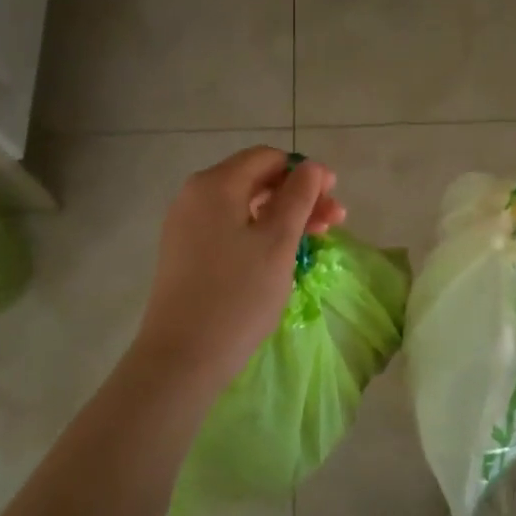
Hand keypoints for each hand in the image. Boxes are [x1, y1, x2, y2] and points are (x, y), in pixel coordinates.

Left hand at [131, 147, 345, 394]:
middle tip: (334, 222)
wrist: (182, 356)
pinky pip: (229, 228)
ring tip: (315, 240)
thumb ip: (299, 196)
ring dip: (283, 217)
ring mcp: (186, 225)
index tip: (333, 199)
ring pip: (244, 207)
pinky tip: (281, 255)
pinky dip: (259, 234)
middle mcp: (195, 195)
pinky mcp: (185, 252)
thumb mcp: (278, 241)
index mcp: (216, 184)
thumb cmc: (238, 294)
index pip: (268, 158)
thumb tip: (312, 167)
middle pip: (256, 181)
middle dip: (298, 197)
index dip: (305, 173)